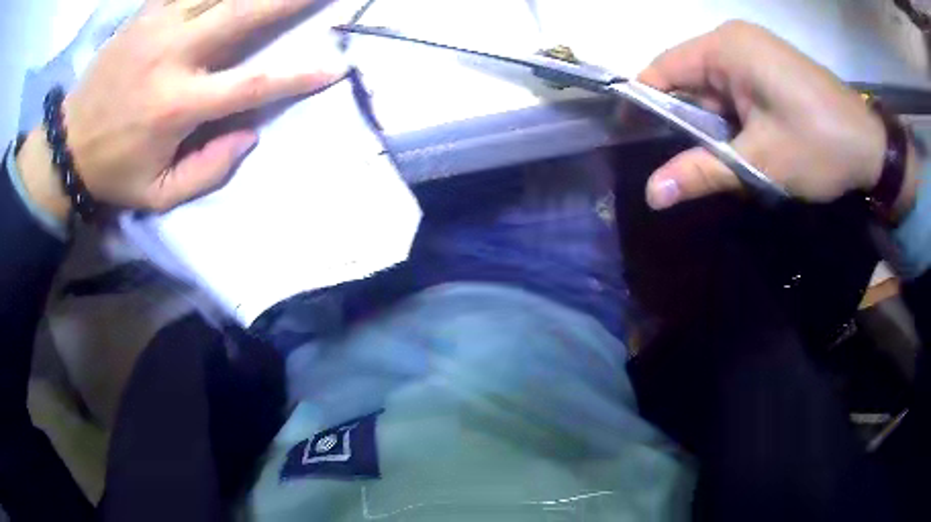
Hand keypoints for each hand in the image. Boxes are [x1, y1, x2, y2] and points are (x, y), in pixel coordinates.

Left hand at [17, 0, 341, 219]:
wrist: (66, 145)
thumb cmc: (113, 173)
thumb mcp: (158, 195)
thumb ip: (207, 171)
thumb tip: (251, 135)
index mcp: (178, 106)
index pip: (252, 84)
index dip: (298, 76)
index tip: (335, 67)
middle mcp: (173, 57)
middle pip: (244, 13)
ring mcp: (158, 27)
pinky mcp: (145, 14)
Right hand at [637, 21, 913, 212]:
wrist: (872, 148)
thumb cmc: (820, 146)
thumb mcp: (760, 162)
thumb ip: (703, 172)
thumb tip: (651, 195)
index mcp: (726, 48)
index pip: (664, 69)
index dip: (644, 102)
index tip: (633, 139)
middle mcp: (735, 40)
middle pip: (690, 78)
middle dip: (688, 121)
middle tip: (689, 165)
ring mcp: (754, 50)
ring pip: (714, 88)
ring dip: (715, 125)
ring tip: (726, 160)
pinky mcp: (770, 66)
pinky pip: (736, 88)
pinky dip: (734, 118)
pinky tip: (747, 144)